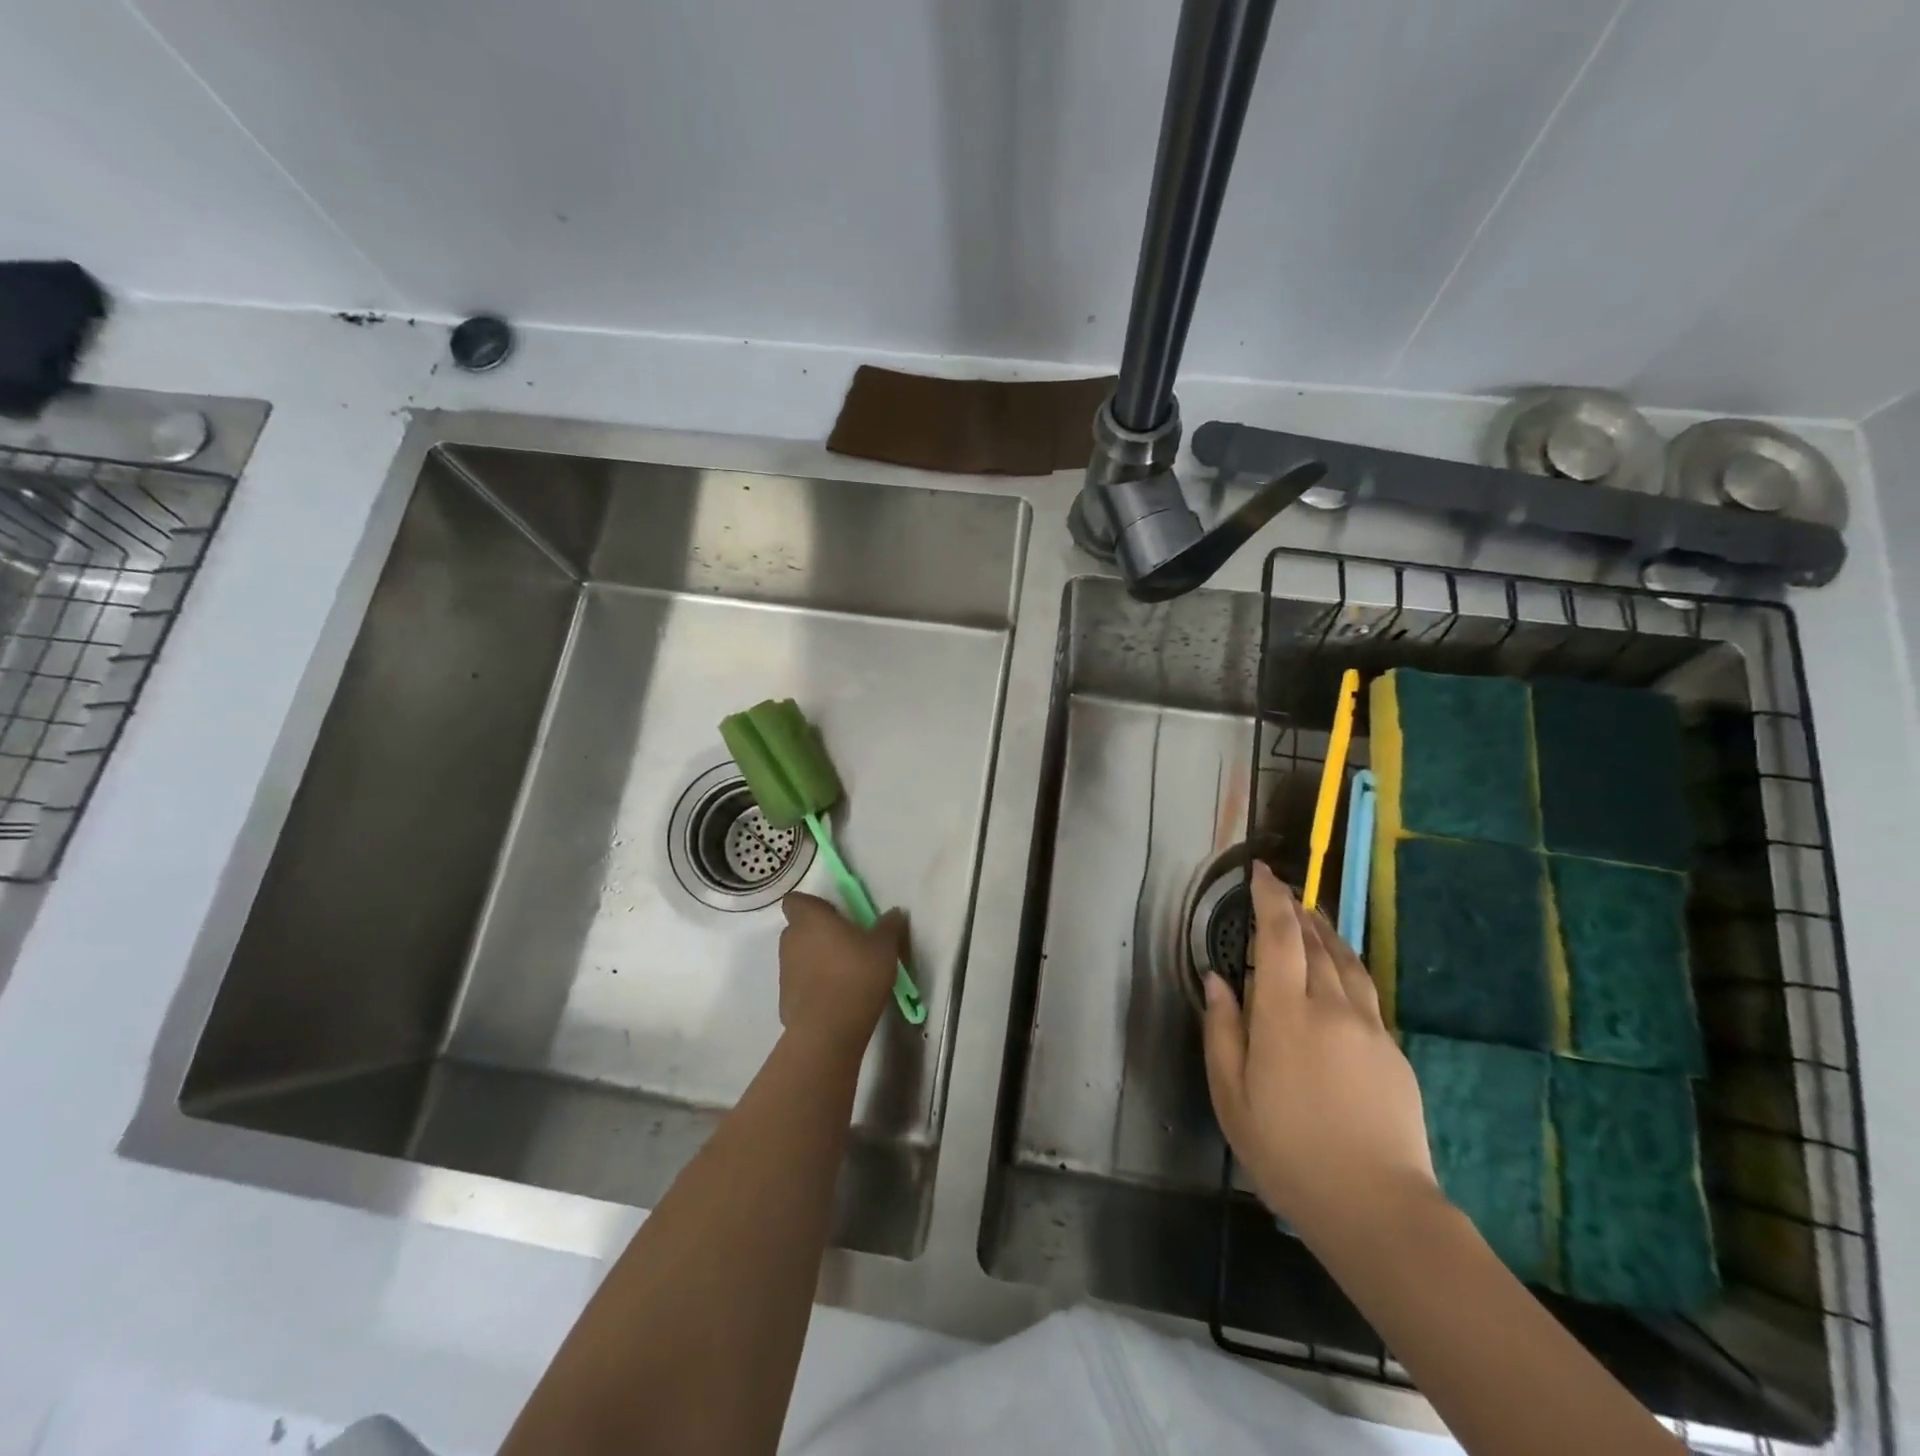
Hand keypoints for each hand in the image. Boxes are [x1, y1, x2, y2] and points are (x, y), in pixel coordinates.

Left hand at [777, 892, 904, 1051]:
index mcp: (810, 919)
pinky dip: (813, 986)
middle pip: (798, 928)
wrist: (829, 1029)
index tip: (835, 914)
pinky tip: (836, 999)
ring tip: (844, 974)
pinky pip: (800, 984)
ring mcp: (784, 971)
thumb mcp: (884, 947)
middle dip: (818, 933)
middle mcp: (791, 940)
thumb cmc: (856, 974)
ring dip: (816, 960)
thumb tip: (895, 913)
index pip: (796, 901)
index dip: (813, 906)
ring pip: (799, 956)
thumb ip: (889, 926)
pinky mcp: (785, 999)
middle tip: (846, 943)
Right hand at [1202, 862, 1440, 1243]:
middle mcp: (1331, 1008)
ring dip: (1325, 932)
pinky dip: (1344, 967)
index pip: (1279, 936)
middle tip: (1281, 892)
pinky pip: (1364, 992)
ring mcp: (1369, 1028)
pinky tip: (1336, 975)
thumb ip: (1223, 1030)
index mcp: (1285, 1015)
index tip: (1261, 872)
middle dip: (1296, 910)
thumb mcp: (1232, 1096)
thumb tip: (1217, 980)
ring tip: (1310, 918)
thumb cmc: (1288, 1153)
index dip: (1270, 898)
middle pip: (1315, 942)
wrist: (1378, 1209)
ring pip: (1346, 962)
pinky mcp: (1393, 1051)